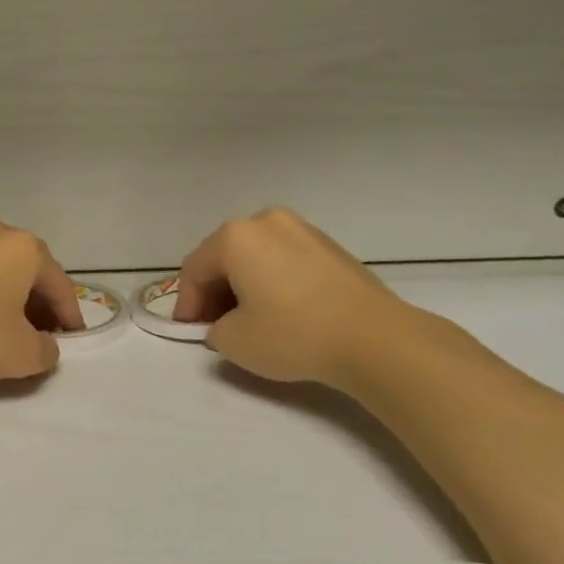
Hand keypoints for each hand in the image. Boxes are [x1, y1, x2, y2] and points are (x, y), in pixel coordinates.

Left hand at [0, 216, 83, 382]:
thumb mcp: (21, 354)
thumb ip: (46, 351)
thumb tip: (44, 344)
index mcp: (26, 248)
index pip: (61, 286)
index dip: (70, 317)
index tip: (71, 341)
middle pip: (32, 272)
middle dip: (40, 304)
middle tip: (42, 336)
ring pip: (2, 269)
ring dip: (12, 297)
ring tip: (9, 330)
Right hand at [172, 208, 412, 388]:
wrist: (377, 340)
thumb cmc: (294, 334)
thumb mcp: (234, 342)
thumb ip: (214, 328)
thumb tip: (226, 322)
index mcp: (235, 236)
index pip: (195, 268)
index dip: (187, 303)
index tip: (188, 332)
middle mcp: (265, 221)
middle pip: (224, 256)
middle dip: (214, 292)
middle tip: (215, 326)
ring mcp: (301, 229)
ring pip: (256, 256)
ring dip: (244, 285)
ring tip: (249, 320)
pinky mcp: (329, 246)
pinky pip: (285, 260)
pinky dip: (273, 281)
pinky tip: (283, 311)